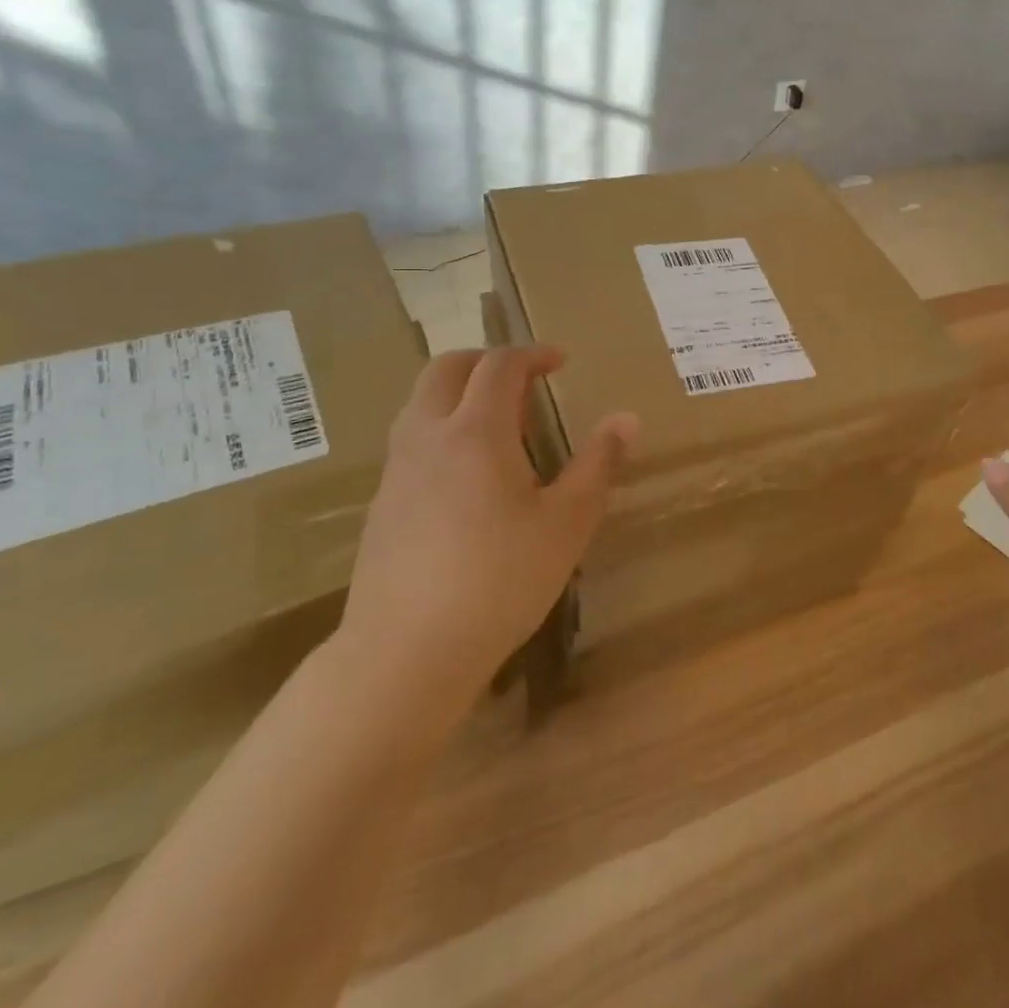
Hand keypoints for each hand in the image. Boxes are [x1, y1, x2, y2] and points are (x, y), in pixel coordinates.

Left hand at [335, 346, 637, 717]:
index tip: (560, 361)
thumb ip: (598, 463)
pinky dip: (443, 429)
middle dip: (486, 361)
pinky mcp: (382, 504)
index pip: (500, 365)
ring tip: (501, 427)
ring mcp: (397, 470)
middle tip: (524, 379)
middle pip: (446, 369)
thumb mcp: (568, 522)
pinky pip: (412, 441)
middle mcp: (428, 437)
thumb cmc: (500, 580)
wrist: (406, 653)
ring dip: (460, 394)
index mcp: (476, 431)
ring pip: (421, 403)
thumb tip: (626, 417)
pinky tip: (469, 478)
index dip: (533, 354)